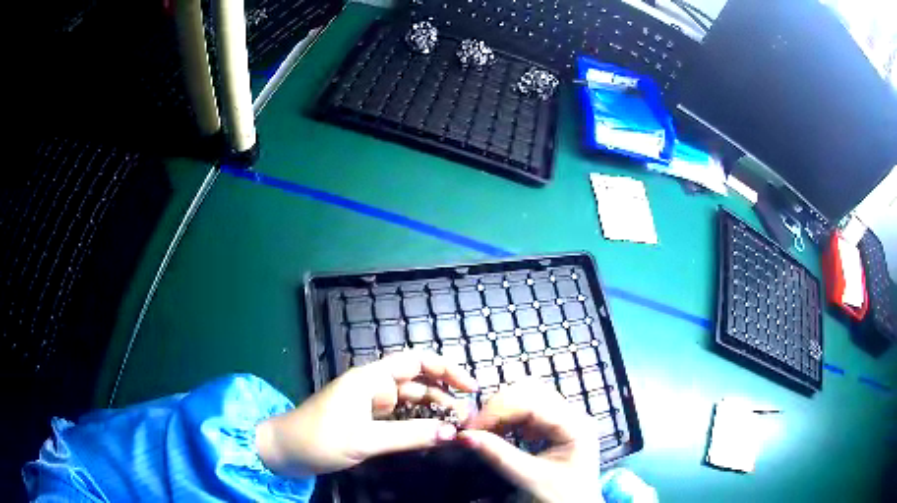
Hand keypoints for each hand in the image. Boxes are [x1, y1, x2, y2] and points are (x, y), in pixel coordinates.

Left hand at [255, 351, 476, 477]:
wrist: (285, 451)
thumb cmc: (319, 438)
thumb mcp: (366, 439)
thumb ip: (410, 435)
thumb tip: (452, 433)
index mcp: (370, 378)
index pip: (415, 361)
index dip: (445, 369)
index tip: (470, 388)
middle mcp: (372, 386)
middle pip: (417, 382)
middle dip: (444, 394)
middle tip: (468, 417)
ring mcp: (369, 404)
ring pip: (410, 401)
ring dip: (433, 411)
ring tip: (456, 428)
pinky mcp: (366, 421)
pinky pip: (399, 417)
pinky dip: (417, 424)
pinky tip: (431, 435)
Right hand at [458, 382, 600, 502]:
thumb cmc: (560, 498)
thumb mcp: (530, 478)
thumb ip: (499, 456)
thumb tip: (464, 436)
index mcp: (576, 425)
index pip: (533, 403)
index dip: (497, 410)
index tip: (470, 428)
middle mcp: (573, 415)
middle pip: (531, 391)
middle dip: (498, 406)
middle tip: (474, 429)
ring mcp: (564, 419)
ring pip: (527, 397)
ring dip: (501, 410)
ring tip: (483, 431)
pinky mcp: (555, 427)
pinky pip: (528, 411)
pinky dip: (508, 418)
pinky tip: (498, 433)